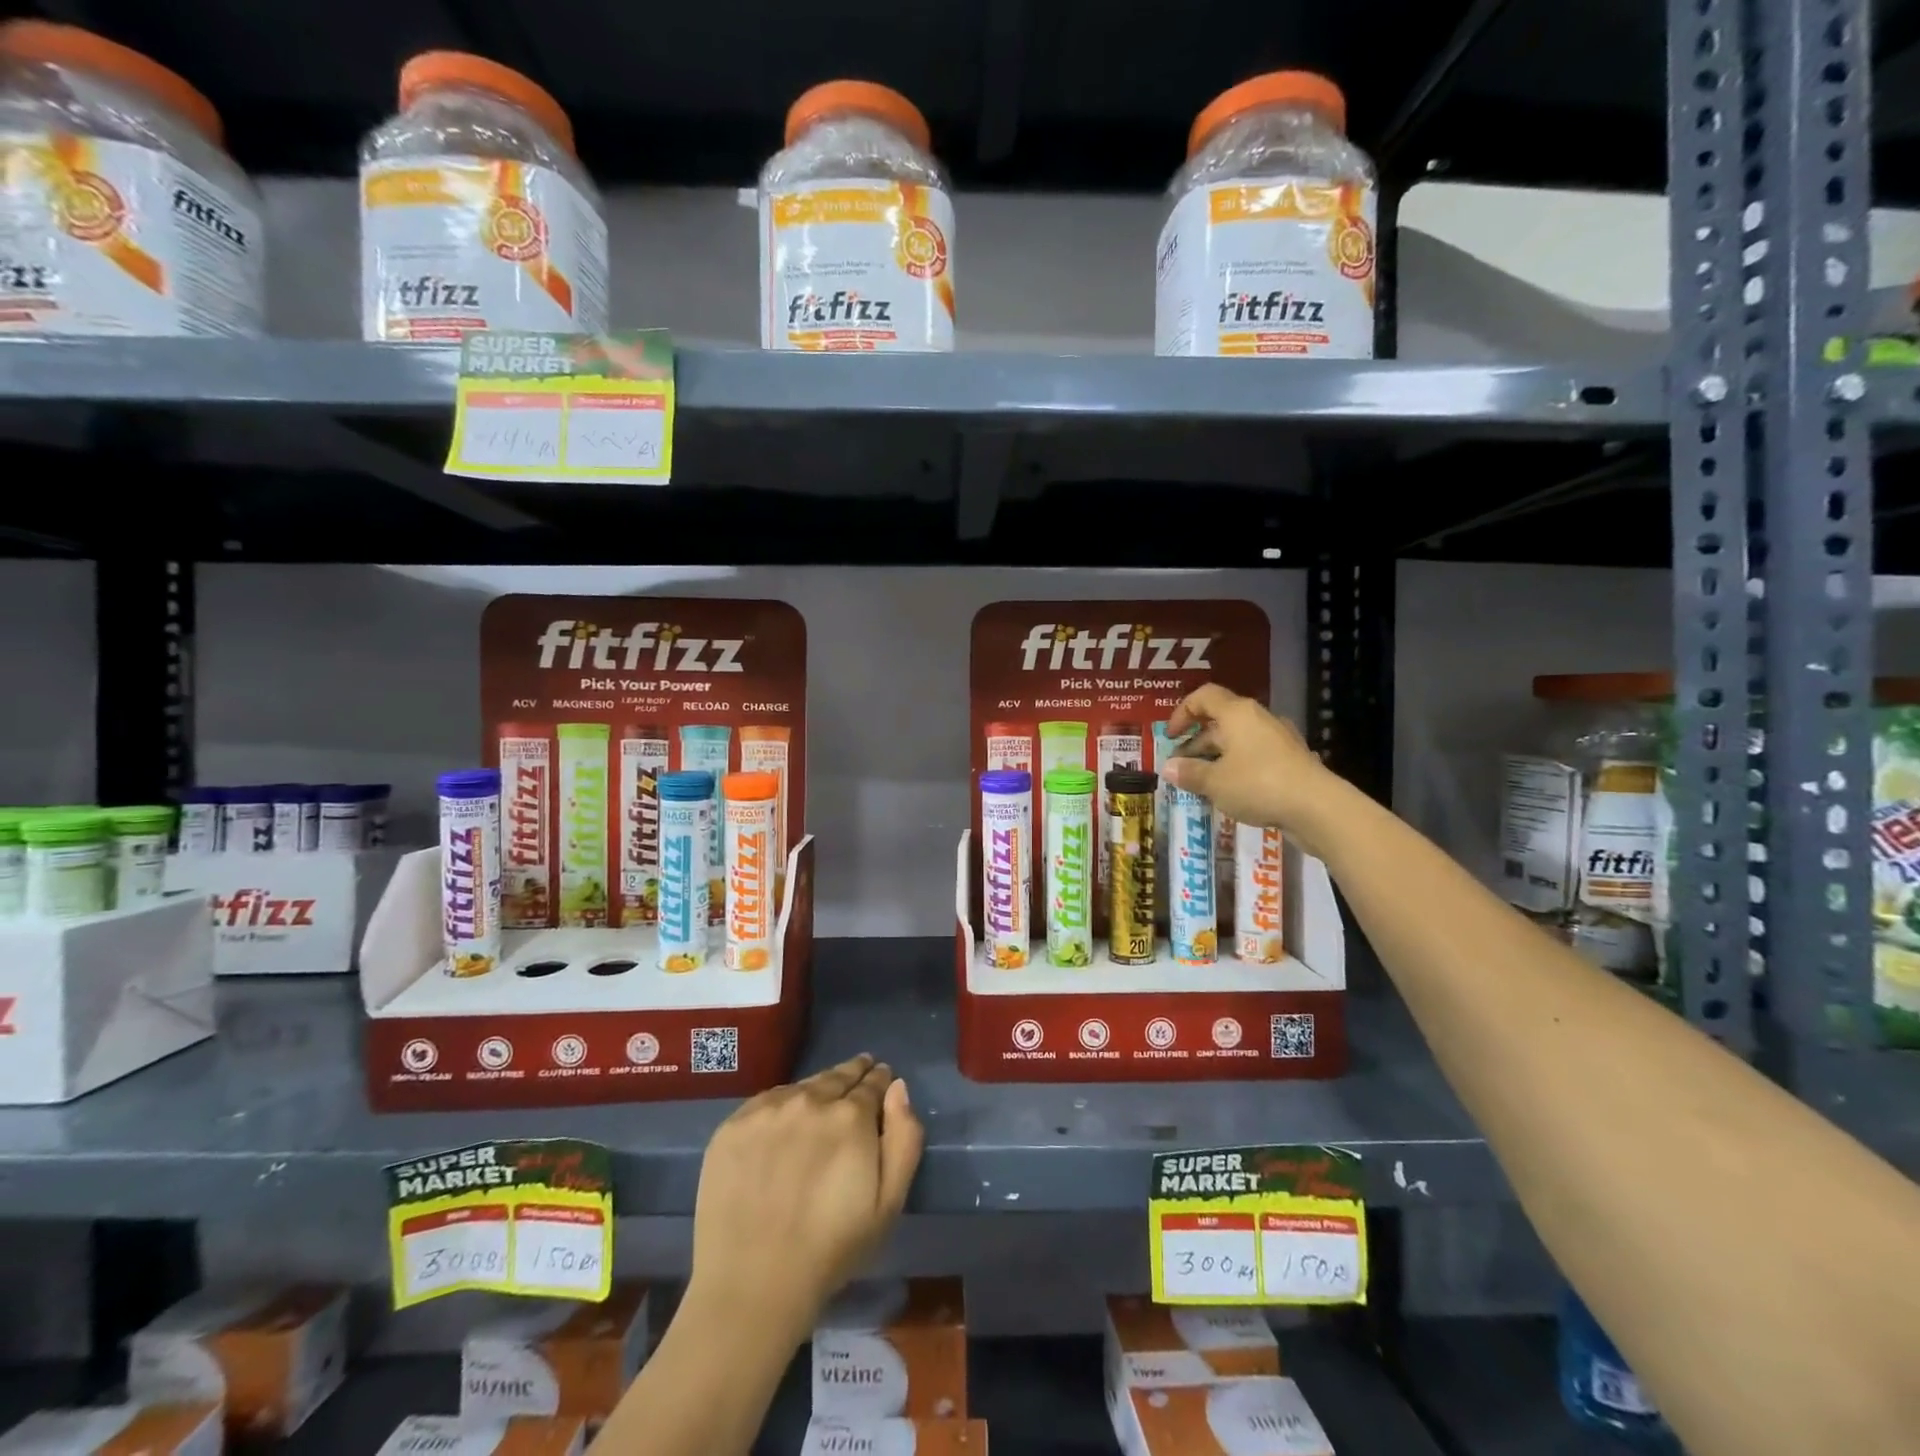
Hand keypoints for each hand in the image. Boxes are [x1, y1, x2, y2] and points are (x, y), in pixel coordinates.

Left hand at [685, 1056, 923, 1345]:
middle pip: (836, 1077)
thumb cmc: (831, 1249)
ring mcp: (766, 1111)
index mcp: (850, 1115)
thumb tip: (898, 1087)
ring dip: (817, 1090)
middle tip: (858, 1073)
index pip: (872, 1082)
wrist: (752, 1284)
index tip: (881, 1076)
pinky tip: (784, 1122)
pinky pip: (766, 1103)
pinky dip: (781, 1105)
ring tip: (822, 1099)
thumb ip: (904, 1137)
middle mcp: (809, 1100)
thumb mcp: (889, 1202)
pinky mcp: (732, 1126)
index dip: (879, 1079)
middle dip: (852, 1074)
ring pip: (801, 1087)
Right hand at [1161, 684, 1342, 857]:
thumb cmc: (1258, 785)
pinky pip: (1255, 756)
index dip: (1182, 712)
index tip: (1170, 737)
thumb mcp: (1215, 782)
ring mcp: (1278, 739)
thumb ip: (1189, 773)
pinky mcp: (1291, 760)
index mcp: (1237, 714)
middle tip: (1180, 767)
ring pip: (1238, 741)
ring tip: (1201, 783)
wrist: (1318, 807)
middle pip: (1220, 721)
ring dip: (1215, 757)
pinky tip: (1231, 792)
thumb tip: (1168, 768)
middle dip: (1196, 743)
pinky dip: (1237, 768)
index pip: (1204, 696)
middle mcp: (1258, 719)